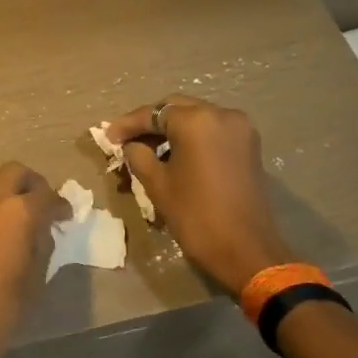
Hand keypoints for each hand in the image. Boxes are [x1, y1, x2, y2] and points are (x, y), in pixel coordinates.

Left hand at [0, 163, 69, 357]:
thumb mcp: (34, 278)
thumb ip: (41, 244)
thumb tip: (41, 230)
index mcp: (16, 212)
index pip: (45, 195)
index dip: (60, 205)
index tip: (65, 216)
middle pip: (14, 172)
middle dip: (32, 184)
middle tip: (42, 204)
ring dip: (5, 185)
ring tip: (16, 208)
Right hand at [104, 96, 297, 297]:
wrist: (245, 250)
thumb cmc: (195, 216)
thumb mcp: (157, 184)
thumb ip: (138, 155)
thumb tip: (130, 144)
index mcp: (197, 121)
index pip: (153, 113)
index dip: (128, 124)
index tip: (108, 136)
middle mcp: (222, 114)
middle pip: (176, 108)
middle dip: (150, 122)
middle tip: (126, 140)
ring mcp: (240, 128)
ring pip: (196, 117)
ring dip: (171, 129)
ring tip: (148, 149)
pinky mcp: (248, 145)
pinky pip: (213, 130)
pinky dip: (192, 137)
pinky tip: (175, 154)